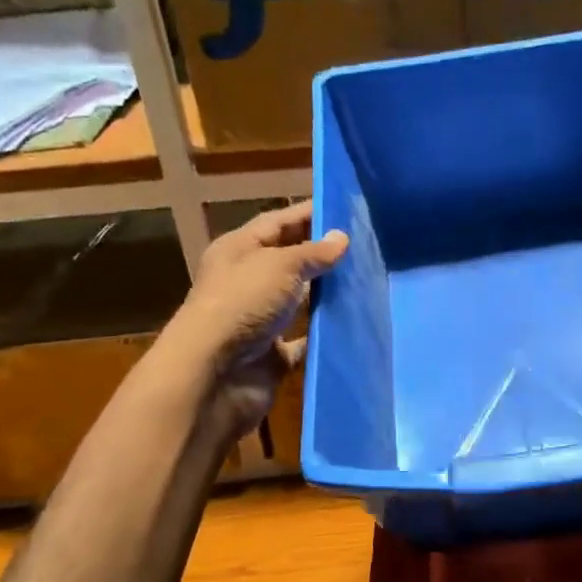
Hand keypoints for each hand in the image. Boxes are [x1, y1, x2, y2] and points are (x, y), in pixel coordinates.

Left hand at [176, 200, 348, 441]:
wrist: (215, 374)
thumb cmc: (242, 304)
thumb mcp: (280, 265)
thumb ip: (313, 252)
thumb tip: (342, 238)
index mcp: (239, 251)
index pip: (277, 222)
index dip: (307, 213)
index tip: (344, 208)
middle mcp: (248, 282)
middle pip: (289, 261)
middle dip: (322, 254)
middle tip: (365, 246)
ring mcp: (260, 320)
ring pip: (299, 301)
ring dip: (326, 294)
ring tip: (367, 282)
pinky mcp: (273, 354)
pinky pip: (304, 340)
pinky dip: (324, 335)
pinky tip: (354, 324)